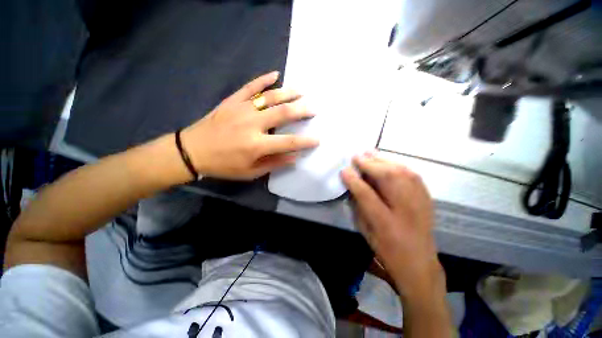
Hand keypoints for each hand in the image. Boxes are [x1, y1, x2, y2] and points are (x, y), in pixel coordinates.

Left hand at [181, 71, 318, 179]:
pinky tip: (275, 74)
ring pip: (270, 97)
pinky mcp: (232, 101)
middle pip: (283, 113)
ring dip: (288, 93)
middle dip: (302, 110)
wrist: (192, 151)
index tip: (317, 139)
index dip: (305, 142)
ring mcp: (242, 109)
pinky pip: (250, 86)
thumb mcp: (249, 172)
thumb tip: (293, 157)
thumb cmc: (223, 165)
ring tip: (302, 91)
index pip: (288, 142)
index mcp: (257, 145)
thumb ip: (273, 164)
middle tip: (314, 108)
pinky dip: (263, 79)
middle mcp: (252, 125)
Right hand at [341, 152, 443, 298]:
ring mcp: (419, 201)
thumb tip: (352, 186)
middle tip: (357, 156)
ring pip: (401, 172)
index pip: (366, 194)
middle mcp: (405, 208)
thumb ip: (358, 207)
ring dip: (383, 160)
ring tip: (369, 153)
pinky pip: (411, 174)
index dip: (354, 180)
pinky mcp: (426, 197)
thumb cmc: (387, 250)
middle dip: (370, 164)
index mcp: (386, 222)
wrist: (419, 263)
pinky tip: (388, 162)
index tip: (344, 170)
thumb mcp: (366, 232)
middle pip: (387, 177)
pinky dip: (397, 165)